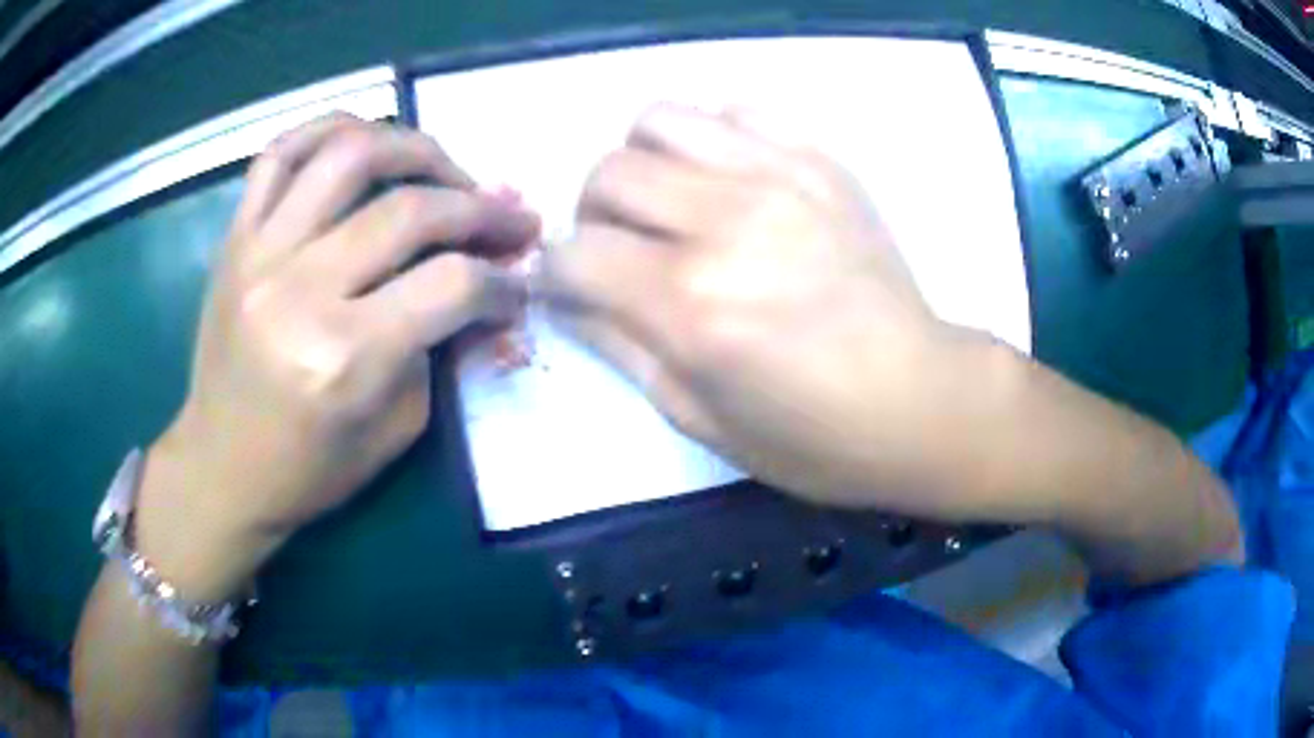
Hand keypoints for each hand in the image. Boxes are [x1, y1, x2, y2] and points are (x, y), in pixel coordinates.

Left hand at [136, 114, 538, 598]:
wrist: (221, 469)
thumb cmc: (309, 469)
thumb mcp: (397, 430)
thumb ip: (442, 350)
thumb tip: (485, 290)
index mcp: (344, 358)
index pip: (451, 286)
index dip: (502, 281)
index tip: (518, 285)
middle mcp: (299, 290)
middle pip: (411, 210)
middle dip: (480, 210)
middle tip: (508, 220)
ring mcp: (259, 253)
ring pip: (350, 154)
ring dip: (417, 149)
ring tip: (444, 171)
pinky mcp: (235, 239)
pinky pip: (280, 153)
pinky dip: (329, 129)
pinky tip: (365, 141)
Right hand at [539, 104, 976, 513]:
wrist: (920, 401)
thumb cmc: (812, 437)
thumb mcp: (697, 417)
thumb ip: (619, 347)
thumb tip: (567, 296)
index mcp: (690, 307)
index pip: (573, 253)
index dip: (556, 271)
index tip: (572, 286)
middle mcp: (726, 225)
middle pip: (608, 174)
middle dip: (594, 215)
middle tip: (623, 247)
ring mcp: (779, 178)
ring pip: (659, 120)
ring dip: (644, 162)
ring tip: (671, 202)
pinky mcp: (820, 161)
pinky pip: (734, 109)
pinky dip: (711, 137)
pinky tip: (729, 178)